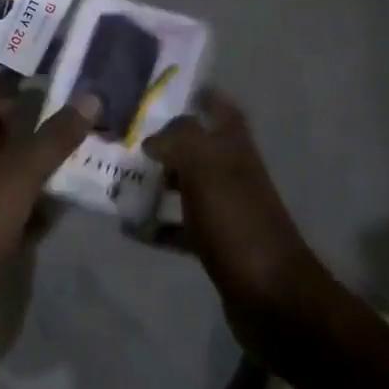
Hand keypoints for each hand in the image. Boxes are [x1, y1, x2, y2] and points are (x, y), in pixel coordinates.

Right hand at [143, 88, 335, 351]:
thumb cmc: (240, 224)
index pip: (221, 109)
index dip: (200, 96)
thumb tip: (150, 137)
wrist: (273, 299)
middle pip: (196, 146)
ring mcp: (225, 211)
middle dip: (162, 139)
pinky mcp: (215, 245)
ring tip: (114, 176)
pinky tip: (129, 226)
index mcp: (235, 150)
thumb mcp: (208, 170)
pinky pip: (178, 227)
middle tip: (120, 133)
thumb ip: (179, 142)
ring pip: (184, 185)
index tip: (163, 89)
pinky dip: (155, 225)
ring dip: (154, 181)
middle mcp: (232, 174)